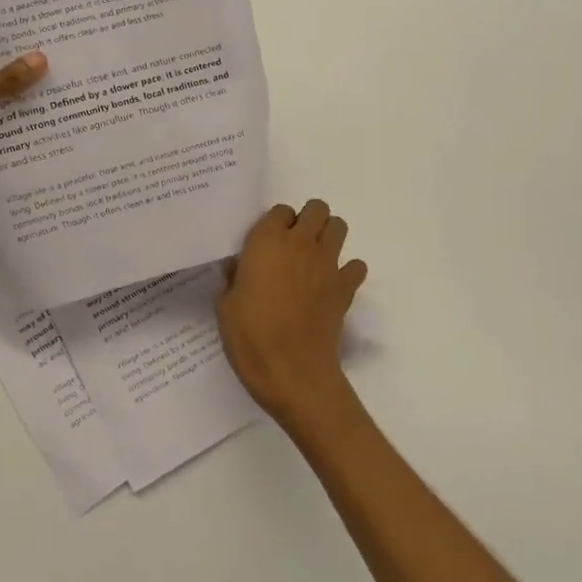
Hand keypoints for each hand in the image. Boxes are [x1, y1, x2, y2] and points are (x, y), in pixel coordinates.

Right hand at [217, 200, 367, 431]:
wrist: (293, 373)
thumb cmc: (251, 338)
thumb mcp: (225, 307)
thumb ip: (233, 278)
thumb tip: (238, 267)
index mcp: (267, 242)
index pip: (279, 210)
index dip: (275, 224)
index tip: (267, 244)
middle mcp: (301, 243)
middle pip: (316, 208)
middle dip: (307, 220)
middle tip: (294, 245)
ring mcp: (328, 264)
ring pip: (339, 226)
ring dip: (328, 236)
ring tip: (314, 258)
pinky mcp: (346, 287)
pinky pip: (356, 265)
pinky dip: (348, 271)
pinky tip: (333, 286)